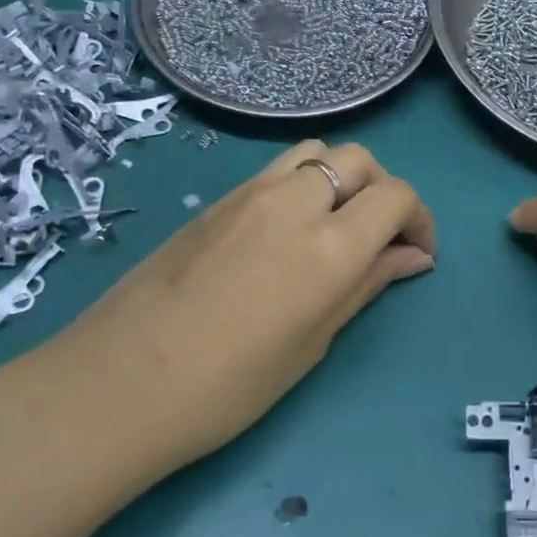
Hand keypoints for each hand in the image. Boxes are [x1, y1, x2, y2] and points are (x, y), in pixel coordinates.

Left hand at [43, 139, 434, 468]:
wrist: (118, 384)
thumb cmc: (229, 385)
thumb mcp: (313, 342)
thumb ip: (367, 286)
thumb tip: (413, 258)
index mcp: (329, 245)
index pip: (396, 196)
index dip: (419, 220)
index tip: (416, 254)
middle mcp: (295, 201)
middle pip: (360, 160)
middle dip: (384, 190)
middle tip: (380, 237)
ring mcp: (250, 193)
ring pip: (317, 152)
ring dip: (341, 177)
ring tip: (335, 223)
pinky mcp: (217, 200)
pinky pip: (276, 169)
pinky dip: (302, 183)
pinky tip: (288, 229)